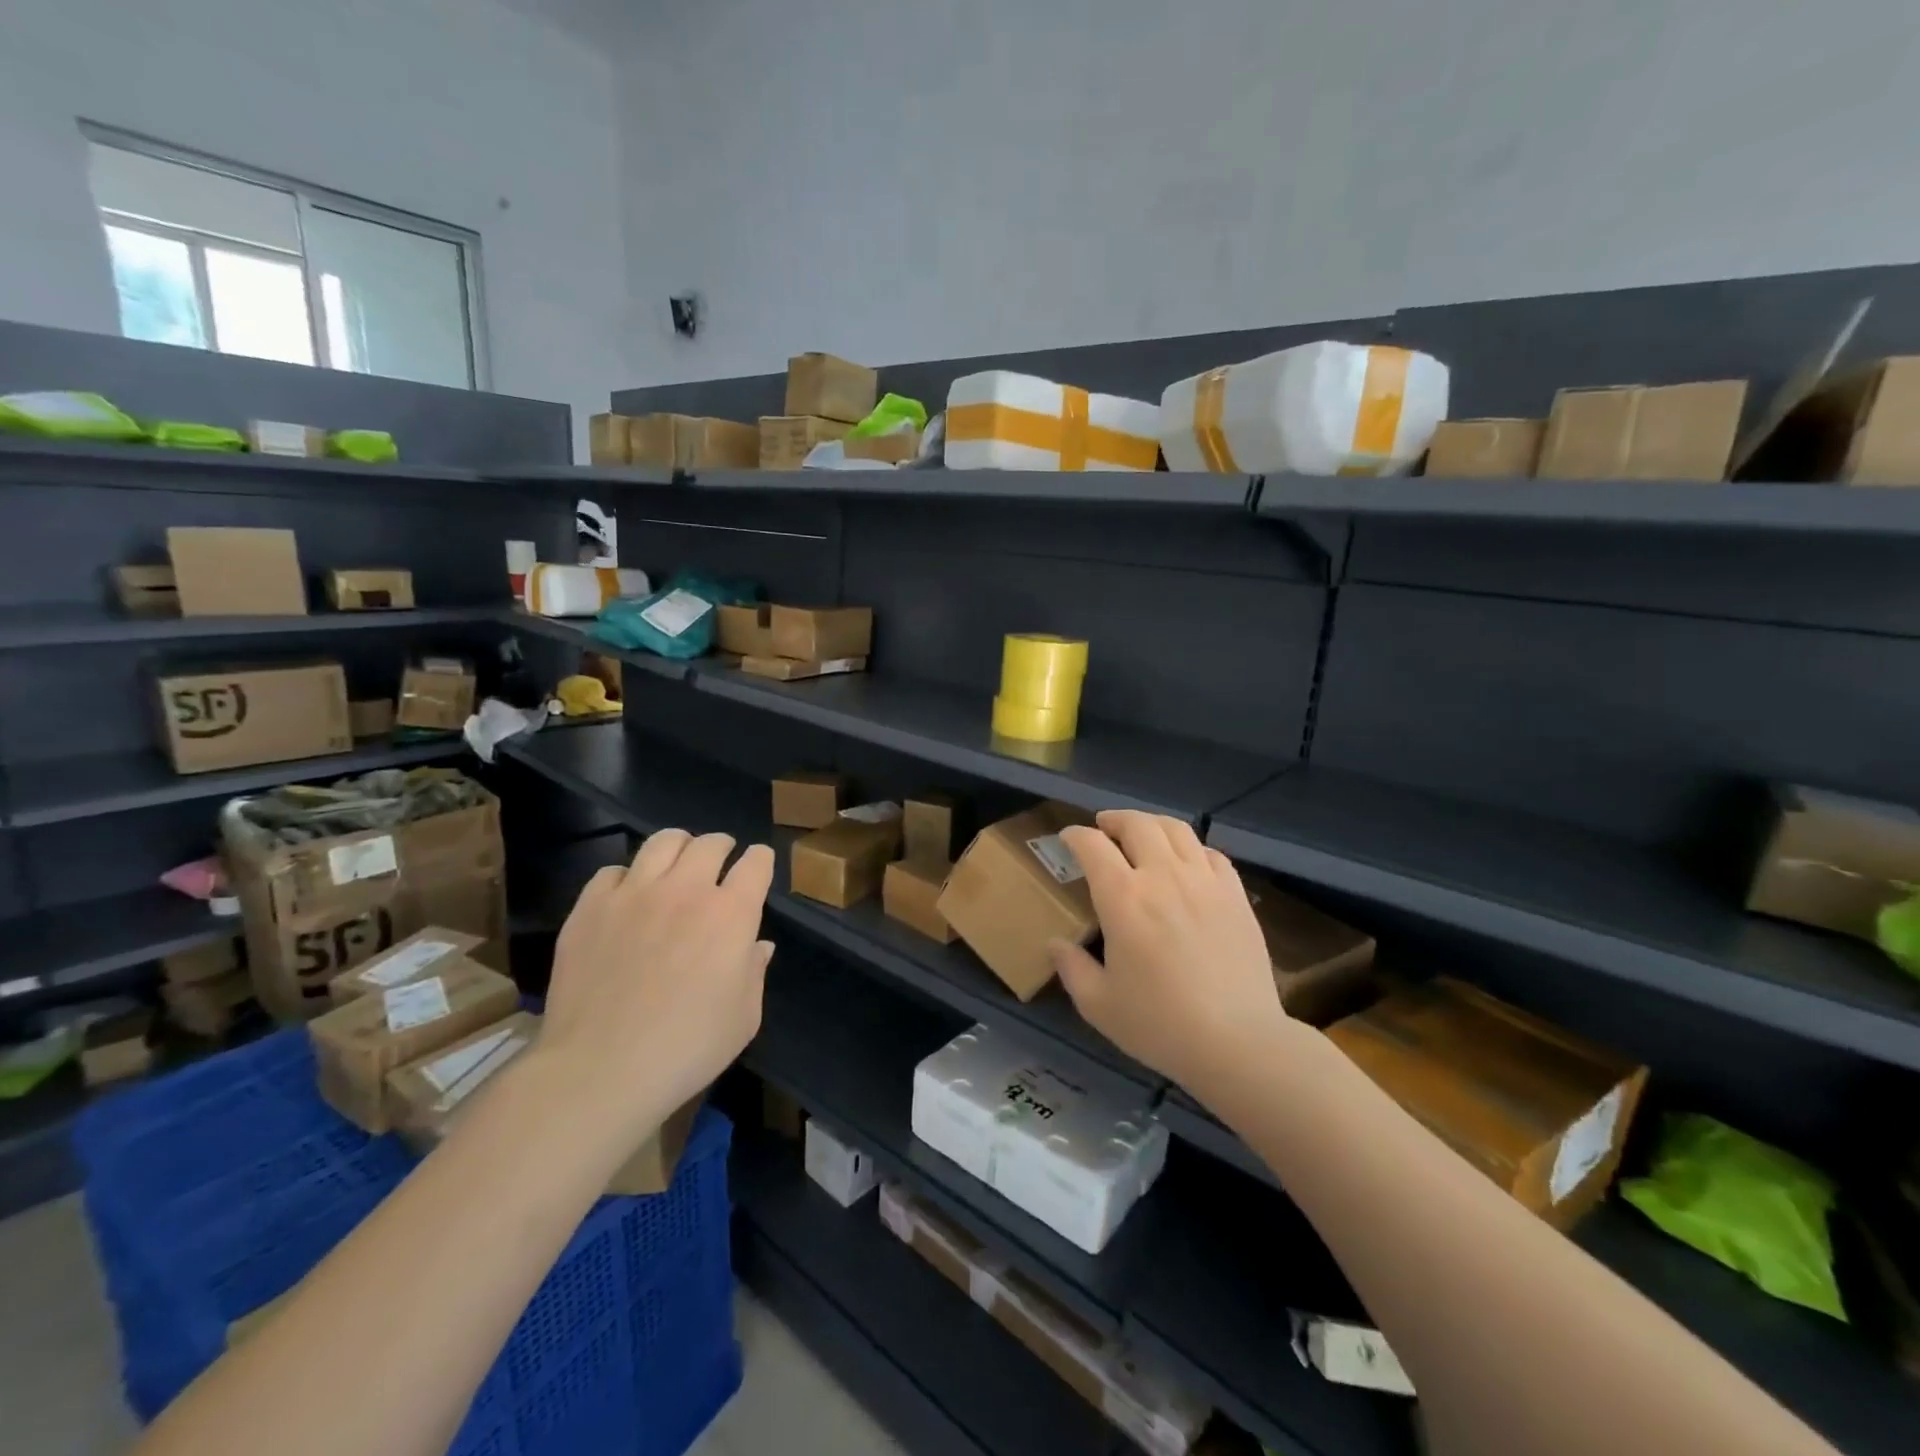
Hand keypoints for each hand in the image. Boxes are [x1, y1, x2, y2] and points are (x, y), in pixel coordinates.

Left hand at [539, 830, 775, 1138]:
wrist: (601, 1069)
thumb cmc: (687, 1049)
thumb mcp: (743, 1018)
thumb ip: (754, 972)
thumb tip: (758, 945)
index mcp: (732, 913)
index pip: (756, 863)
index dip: (760, 860)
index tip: (758, 867)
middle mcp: (686, 890)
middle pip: (711, 843)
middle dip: (722, 847)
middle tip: (719, 863)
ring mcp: (634, 893)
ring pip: (662, 842)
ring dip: (679, 848)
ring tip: (676, 864)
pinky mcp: (590, 907)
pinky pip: (612, 872)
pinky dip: (627, 878)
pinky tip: (627, 899)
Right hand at [1050, 811, 1294, 1098]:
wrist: (1238, 1041)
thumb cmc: (1160, 1024)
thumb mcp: (1099, 1005)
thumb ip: (1072, 968)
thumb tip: (1055, 944)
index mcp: (1123, 899)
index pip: (1093, 846)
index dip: (1076, 836)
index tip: (1067, 839)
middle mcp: (1163, 877)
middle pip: (1137, 824)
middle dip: (1115, 819)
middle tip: (1104, 827)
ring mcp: (1204, 882)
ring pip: (1177, 830)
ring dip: (1152, 824)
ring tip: (1143, 833)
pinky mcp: (1236, 895)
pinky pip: (1211, 854)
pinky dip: (1191, 848)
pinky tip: (1187, 862)